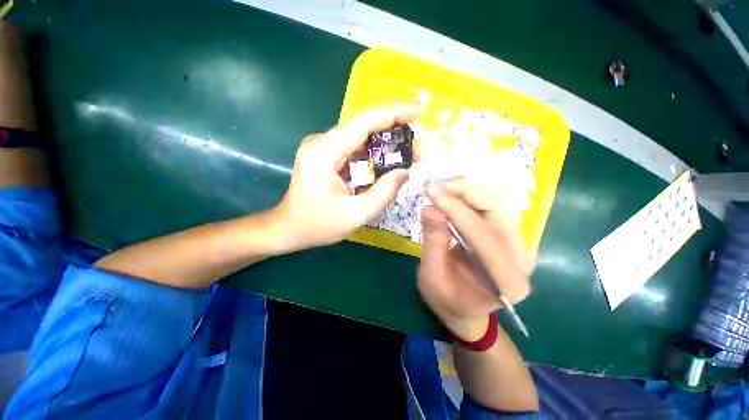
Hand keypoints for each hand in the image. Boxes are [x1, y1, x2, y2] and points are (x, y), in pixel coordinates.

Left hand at [273, 104, 420, 250]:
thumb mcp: (356, 214)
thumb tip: (405, 171)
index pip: (363, 122)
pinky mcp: (325, 154)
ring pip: (360, 135)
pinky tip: (387, 161)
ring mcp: (322, 146)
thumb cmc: (317, 225)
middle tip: (416, 147)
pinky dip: (373, 152)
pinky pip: (354, 146)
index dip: (393, 113)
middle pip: (363, 125)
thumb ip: (383, 192)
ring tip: (407, 155)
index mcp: (324, 152)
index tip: (418, 112)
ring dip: (384, 143)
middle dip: (393, 131)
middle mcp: (321, 142)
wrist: (288, 228)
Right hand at [418, 179, 534, 340]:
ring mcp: (518, 245)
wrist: (465, 309)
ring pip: (496, 203)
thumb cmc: (447, 299)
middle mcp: (521, 259)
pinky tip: (451, 197)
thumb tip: (429, 208)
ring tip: (440, 190)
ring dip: (466, 192)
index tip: (431, 190)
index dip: (456, 209)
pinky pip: (491, 208)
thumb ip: (433, 243)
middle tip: (435, 186)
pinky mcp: (509, 236)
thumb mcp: (432, 277)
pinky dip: (469, 198)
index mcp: (506, 281)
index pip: (483, 234)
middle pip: (498, 210)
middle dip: (465, 192)